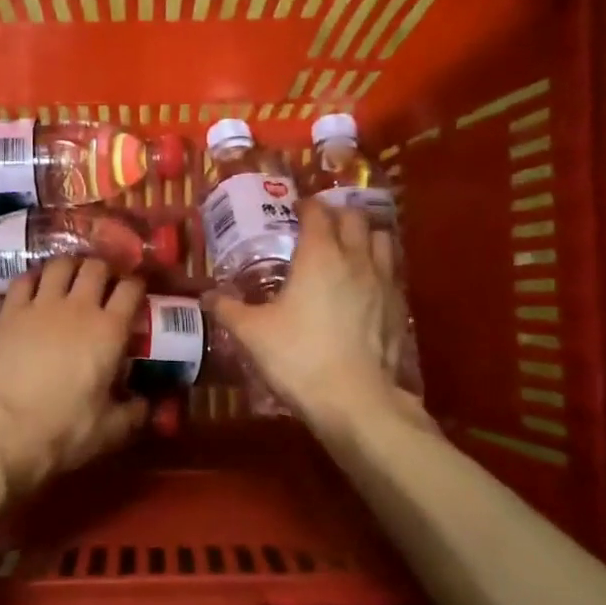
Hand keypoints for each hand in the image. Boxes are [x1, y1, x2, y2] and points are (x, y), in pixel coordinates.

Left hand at [0, 257, 149, 496]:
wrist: (6, 430)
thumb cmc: (65, 429)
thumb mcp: (111, 429)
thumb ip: (134, 412)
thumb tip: (147, 405)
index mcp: (110, 330)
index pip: (131, 289)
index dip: (136, 285)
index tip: (136, 293)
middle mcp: (79, 307)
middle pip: (96, 267)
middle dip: (104, 270)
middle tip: (104, 284)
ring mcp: (41, 305)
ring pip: (60, 265)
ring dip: (70, 267)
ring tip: (71, 277)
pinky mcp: (11, 311)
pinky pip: (25, 279)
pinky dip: (34, 277)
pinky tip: (37, 286)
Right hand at [212, 200, 413, 432]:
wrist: (354, 399)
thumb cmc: (298, 357)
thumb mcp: (252, 333)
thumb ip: (228, 309)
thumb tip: (206, 296)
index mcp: (319, 255)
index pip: (317, 212)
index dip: (305, 206)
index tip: (294, 209)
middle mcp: (355, 258)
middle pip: (353, 218)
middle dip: (336, 215)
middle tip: (319, 226)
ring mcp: (383, 281)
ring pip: (381, 239)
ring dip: (364, 235)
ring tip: (348, 247)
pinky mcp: (399, 306)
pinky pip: (391, 271)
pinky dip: (378, 266)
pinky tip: (364, 285)